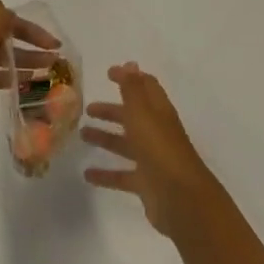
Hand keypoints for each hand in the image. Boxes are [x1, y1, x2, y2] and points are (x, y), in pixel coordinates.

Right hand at [83, 63, 221, 240]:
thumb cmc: (160, 149)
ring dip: (106, 138)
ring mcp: (152, 159)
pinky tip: (87, 175)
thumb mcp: (142, 114)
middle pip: (133, 116)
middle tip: (87, 108)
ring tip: (82, 135)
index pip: (145, 88)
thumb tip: (129, 63)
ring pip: (125, 144)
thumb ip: (132, 89)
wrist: (182, 199)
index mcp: (159, 112)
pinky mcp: (146, 184)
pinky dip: (105, 174)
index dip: (129, 78)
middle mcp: (156, 133)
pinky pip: (122, 175)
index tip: (108, 73)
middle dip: (112, 110)